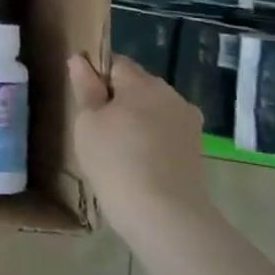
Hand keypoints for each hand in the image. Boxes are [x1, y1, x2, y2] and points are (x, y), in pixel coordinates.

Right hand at [68, 53, 212, 247]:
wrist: (163, 215)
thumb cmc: (116, 160)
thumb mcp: (88, 121)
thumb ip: (85, 87)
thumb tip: (79, 60)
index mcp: (144, 84)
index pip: (116, 63)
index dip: (96, 76)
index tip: (83, 100)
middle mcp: (172, 96)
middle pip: (137, 85)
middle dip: (117, 98)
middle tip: (95, 125)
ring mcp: (188, 124)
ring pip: (152, 109)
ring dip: (134, 119)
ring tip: (115, 146)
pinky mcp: (195, 149)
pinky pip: (164, 131)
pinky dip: (149, 139)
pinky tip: (135, 160)